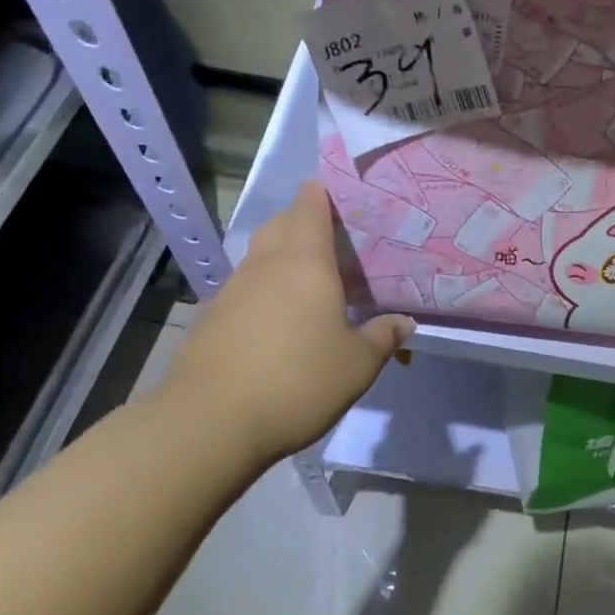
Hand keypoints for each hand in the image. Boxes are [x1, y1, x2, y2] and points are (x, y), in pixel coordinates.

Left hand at [159, 182, 413, 465]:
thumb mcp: (357, 366)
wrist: (209, 422)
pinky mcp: (211, 317)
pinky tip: (277, 318)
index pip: (310, 206)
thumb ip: (382, 338)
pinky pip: (245, 286)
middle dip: (304, 220)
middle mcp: (266, 265)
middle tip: (334, 237)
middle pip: (282, 224)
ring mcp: (233, 289)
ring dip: (282, 254)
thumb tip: (404, 322)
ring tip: (309, 279)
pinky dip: (263, 288)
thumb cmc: (297, 382)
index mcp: (305, 263)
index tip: (341, 191)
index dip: (323, 191)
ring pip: (260, 255)